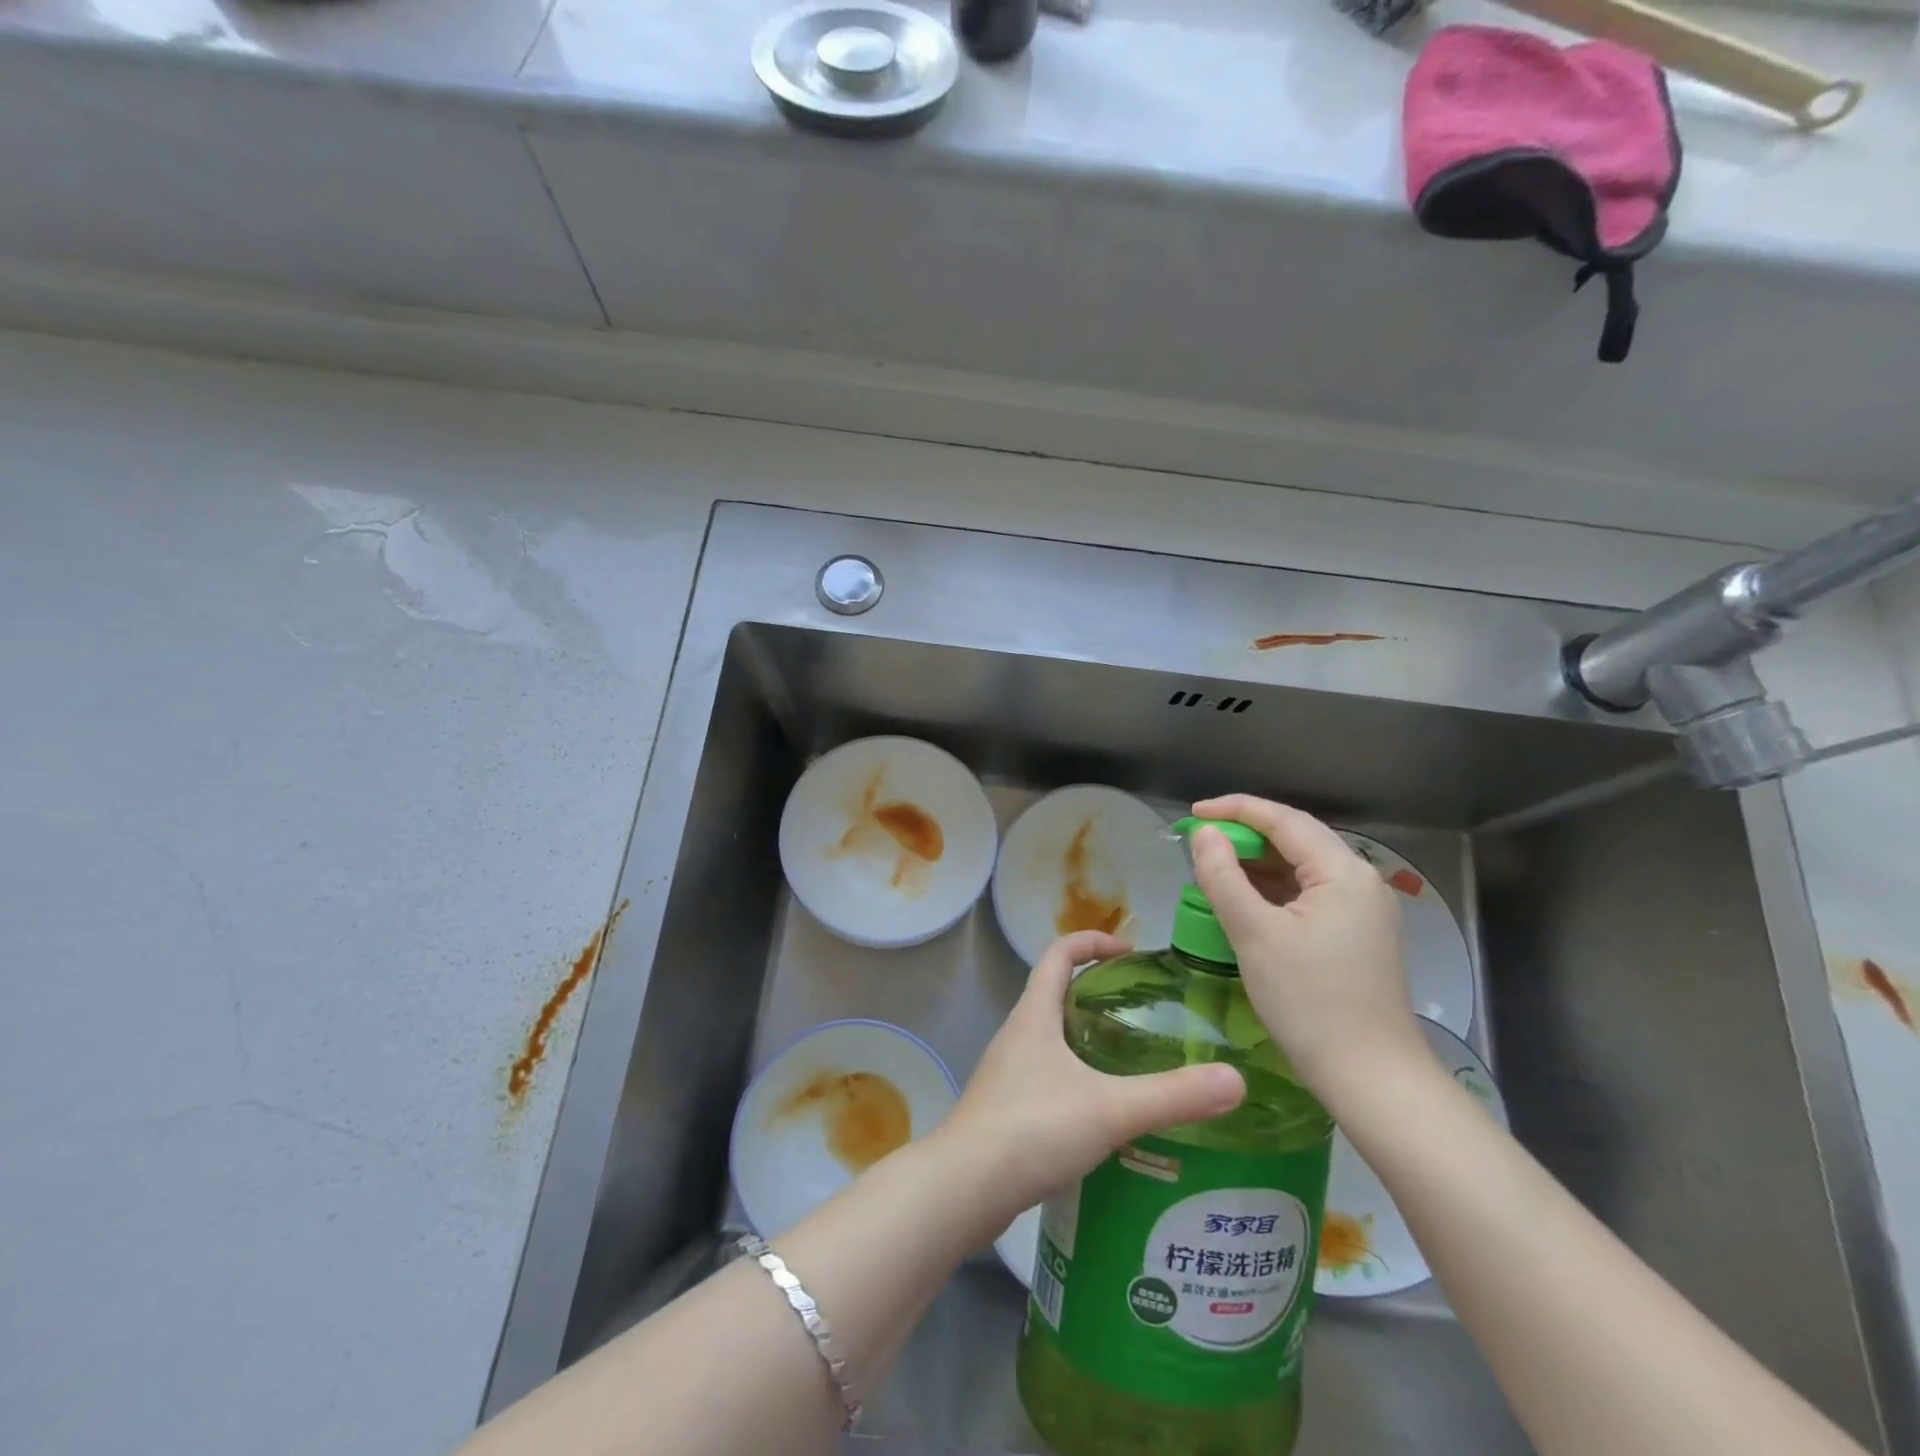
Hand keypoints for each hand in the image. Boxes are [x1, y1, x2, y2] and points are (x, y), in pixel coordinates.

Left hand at [936, 929, 1245, 1231]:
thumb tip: (1235, 1080)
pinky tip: (1103, 1114)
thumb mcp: (1109, 1108)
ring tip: (1131, 1061)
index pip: (1058, 953)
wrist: (964, 1187)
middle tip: (1143, 1012)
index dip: (1091, 942)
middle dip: (1096, 993)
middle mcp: (1017, 1034)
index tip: (1129, 952)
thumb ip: (1171, 1096)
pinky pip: (1045, 1076)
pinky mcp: (1005, 1108)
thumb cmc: (1032, 1128)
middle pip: (1054, 993)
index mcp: (1034, 1014)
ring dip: (1085, 1038)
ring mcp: (1007, 1072)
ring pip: (1050, 1038)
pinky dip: (1075, 1078)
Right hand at [1188, 794, 1425, 1103]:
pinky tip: (1246, 901)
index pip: (1284, 820)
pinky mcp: (1358, 935)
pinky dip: (1274, 889)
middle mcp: (1360, 881)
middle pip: (1297, 839)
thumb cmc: (1309, 1002)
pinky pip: (1310, 894)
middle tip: (1200, 841)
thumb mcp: (1254, 934)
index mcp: (1343, 872)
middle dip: (1246, 834)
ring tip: (1215, 869)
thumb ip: (1224, 876)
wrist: (1372, 1078)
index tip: (1193, 814)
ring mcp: (1364, 910)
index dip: (1235, 809)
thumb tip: (1205, 834)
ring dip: (1258, 863)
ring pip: (1303, 868)